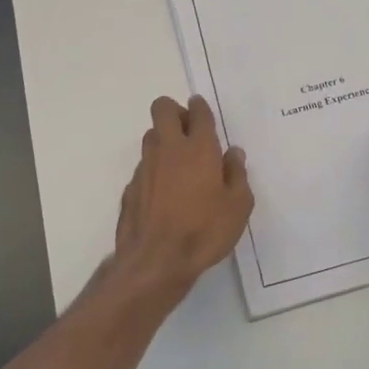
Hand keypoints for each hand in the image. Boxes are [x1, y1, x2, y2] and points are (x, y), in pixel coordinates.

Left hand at [113, 95, 253, 296]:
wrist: (156, 262)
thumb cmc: (204, 231)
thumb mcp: (238, 206)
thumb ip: (237, 175)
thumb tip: (233, 154)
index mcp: (199, 148)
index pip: (197, 111)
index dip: (200, 106)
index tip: (202, 110)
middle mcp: (168, 149)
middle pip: (162, 108)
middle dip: (175, 111)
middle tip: (190, 132)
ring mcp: (145, 167)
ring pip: (151, 136)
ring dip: (164, 139)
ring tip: (179, 164)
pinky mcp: (130, 187)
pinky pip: (144, 166)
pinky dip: (155, 170)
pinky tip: (165, 193)